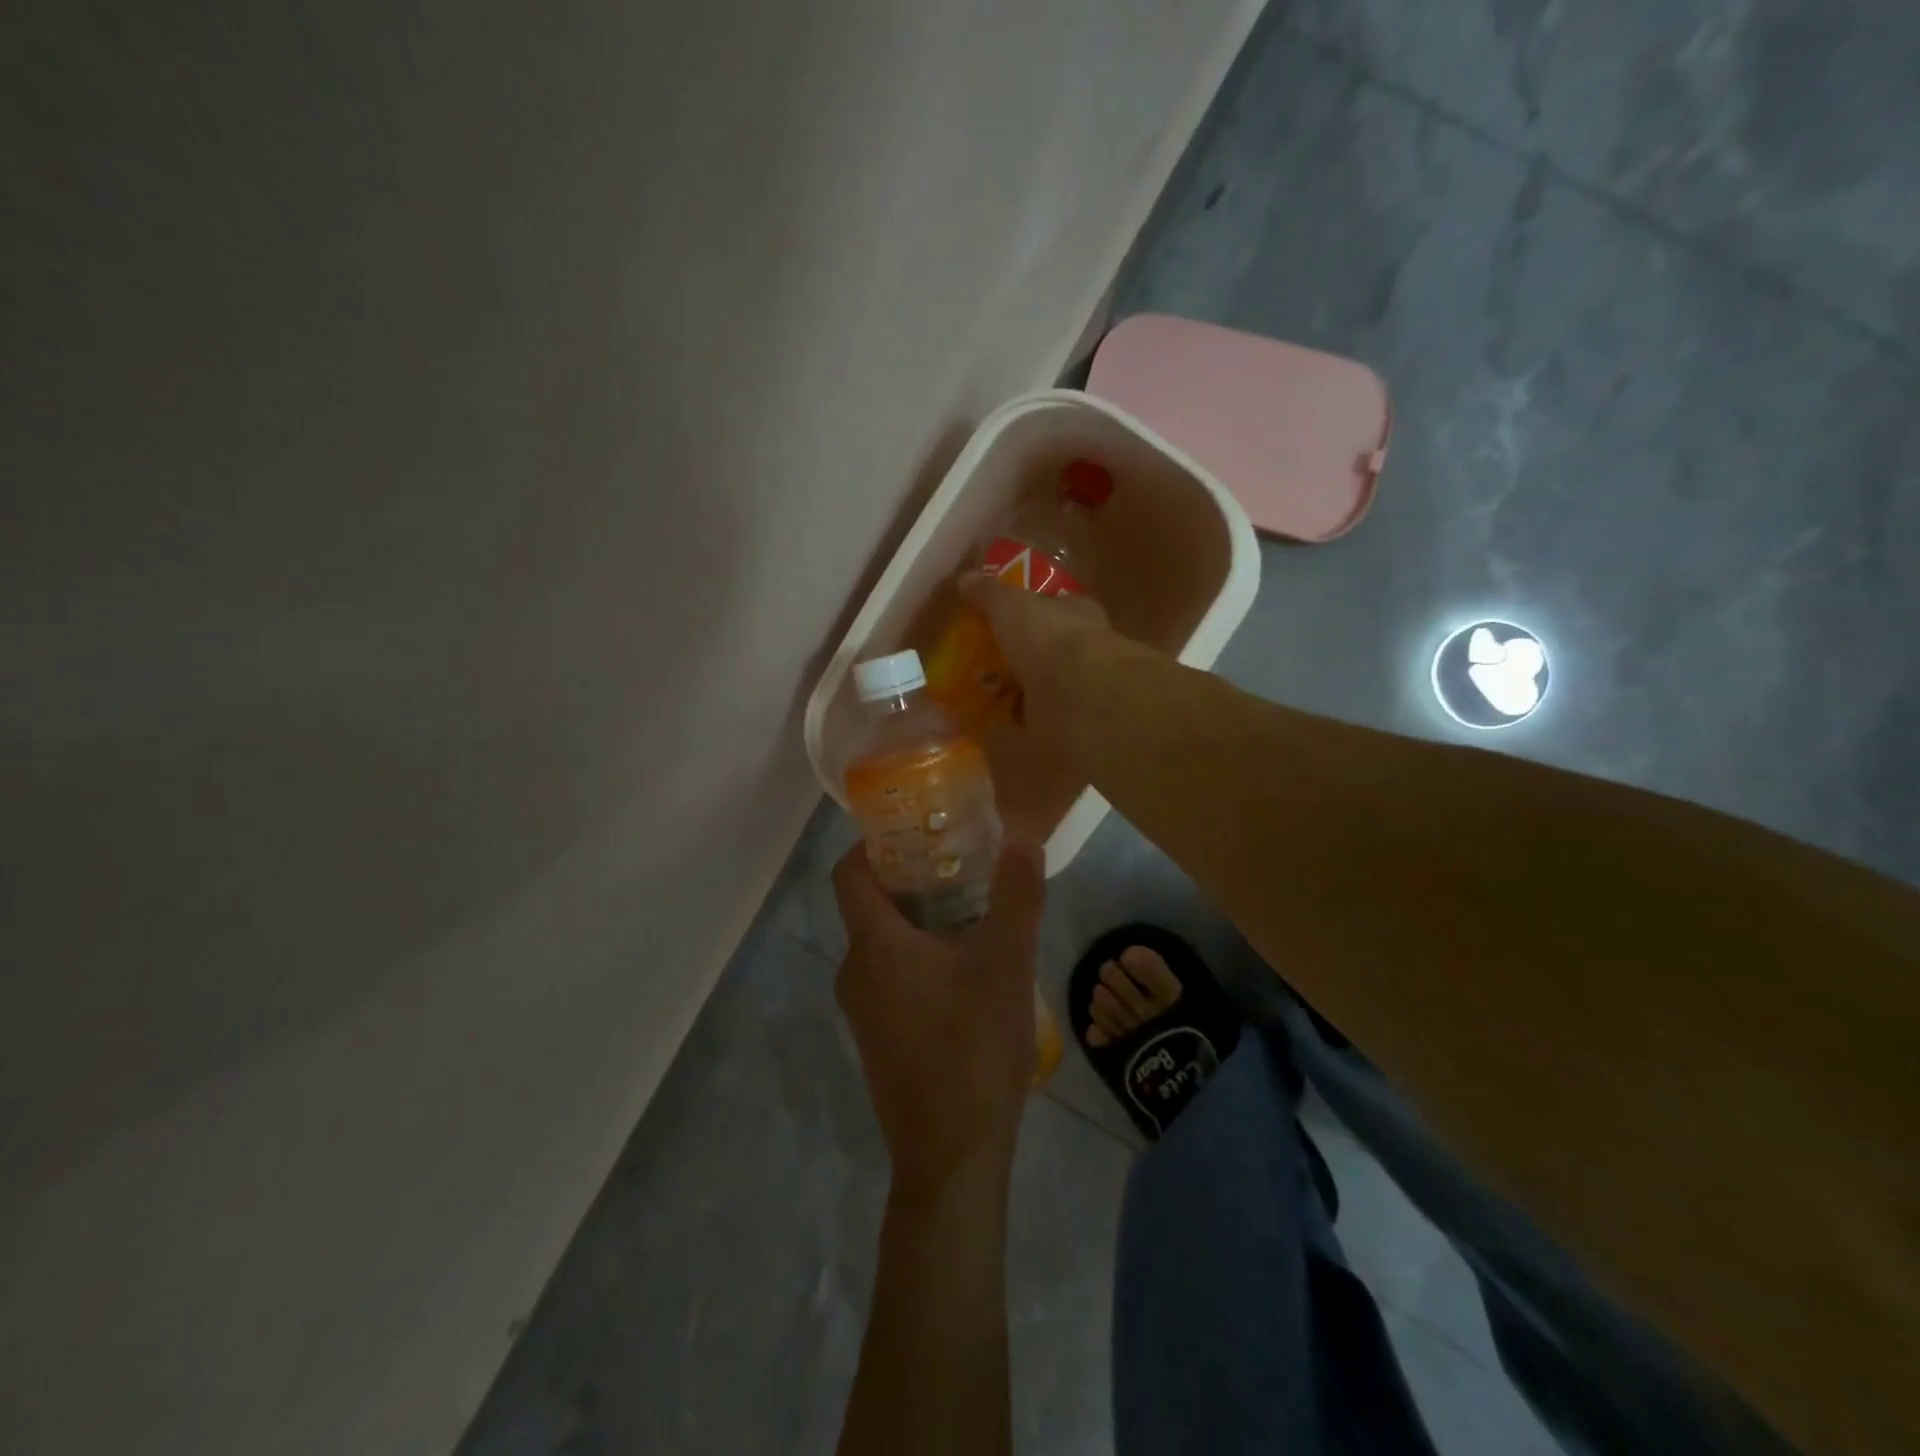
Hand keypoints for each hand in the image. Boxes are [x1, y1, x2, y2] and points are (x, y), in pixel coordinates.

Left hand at [832, 839, 1046, 1197]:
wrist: (951, 1157)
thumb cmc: (972, 1048)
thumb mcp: (1006, 964)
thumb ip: (1016, 897)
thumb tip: (1023, 838)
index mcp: (874, 945)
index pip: (850, 873)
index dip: (874, 844)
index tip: (917, 830)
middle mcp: (855, 972)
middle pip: (869, 906)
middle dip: (910, 879)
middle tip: (960, 865)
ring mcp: (862, 1011)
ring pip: (882, 945)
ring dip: (918, 921)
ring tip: (971, 912)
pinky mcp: (877, 1040)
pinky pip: (889, 979)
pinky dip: (916, 958)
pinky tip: (964, 972)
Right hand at [957, 574, 1109, 744]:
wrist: (1077, 695)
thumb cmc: (1048, 637)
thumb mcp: (1010, 604)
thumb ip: (989, 593)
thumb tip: (966, 578)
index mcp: (1076, 612)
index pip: (1052, 607)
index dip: (1027, 611)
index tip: (998, 620)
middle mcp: (1081, 648)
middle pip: (1043, 648)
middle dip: (1016, 654)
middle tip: (980, 659)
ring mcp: (1075, 687)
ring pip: (1038, 683)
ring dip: (1012, 688)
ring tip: (976, 690)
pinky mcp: (1065, 721)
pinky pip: (1032, 718)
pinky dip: (1012, 719)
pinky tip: (987, 719)